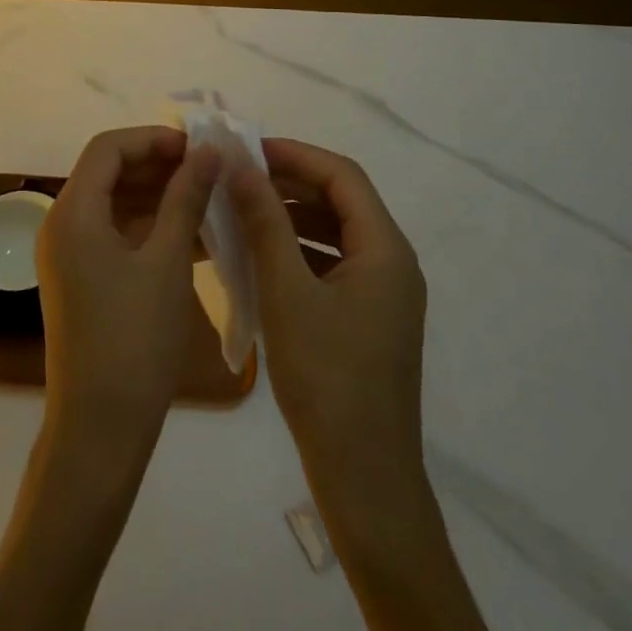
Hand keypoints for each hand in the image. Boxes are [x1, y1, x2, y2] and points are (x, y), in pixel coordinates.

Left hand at [36, 127, 220, 459]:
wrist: (101, 430)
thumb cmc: (135, 339)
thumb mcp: (168, 261)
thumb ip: (186, 198)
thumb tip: (209, 151)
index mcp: (73, 212)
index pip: (108, 148)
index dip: (152, 139)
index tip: (197, 147)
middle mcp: (62, 224)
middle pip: (109, 172)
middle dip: (159, 165)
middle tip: (208, 171)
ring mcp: (69, 254)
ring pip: (115, 204)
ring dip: (159, 196)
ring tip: (208, 198)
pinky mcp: (82, 279)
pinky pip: (116, 235)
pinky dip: (151, 228)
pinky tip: (195, 235)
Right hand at [226, 138, 427, 491]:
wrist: (365, 480)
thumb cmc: (326, 380)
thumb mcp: (287, 293)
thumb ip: (265, 221)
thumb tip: (240, 164)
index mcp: (385, 249)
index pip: (342, 175)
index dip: (295, 154)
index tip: (248, 150)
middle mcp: (392, 262)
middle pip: (342, 200)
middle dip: (290, 182)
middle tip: (239, 177)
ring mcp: (383, 293)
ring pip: (335, 232)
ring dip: (292, 215)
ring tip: (242, 210)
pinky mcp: (369, 318)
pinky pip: (333, 263)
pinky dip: (299, 250)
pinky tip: (260, 256)